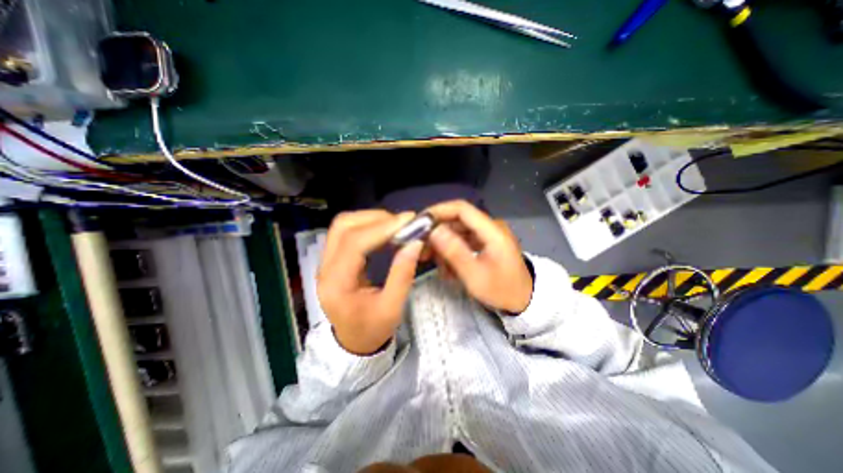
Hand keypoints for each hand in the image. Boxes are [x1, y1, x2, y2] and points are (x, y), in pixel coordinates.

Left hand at [315, 211, 420, 353]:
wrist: (353, 342)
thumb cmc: (372, 330)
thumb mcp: (392, 308)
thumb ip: (402, 274)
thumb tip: (415, 243)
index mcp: (337, 284)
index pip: (355, 244)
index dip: (382, 228)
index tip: (409, 221)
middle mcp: (325, 268)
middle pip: (343, 227)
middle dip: (376, 219)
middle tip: (403, 223)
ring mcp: (326, 261)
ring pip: (343, 225)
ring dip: (371, 219)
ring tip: (395, 225)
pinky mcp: (333, 258)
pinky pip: (347, 232)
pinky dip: (367, 226)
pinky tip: (384, 231)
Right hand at [428, 199, 531, 313]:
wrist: (524, 300)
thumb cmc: (502, 290)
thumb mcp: (475, 275)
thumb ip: (454, 252)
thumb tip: (434, 230)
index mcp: (493, 230)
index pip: (462, 209)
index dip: (439, 211)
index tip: (420, 222)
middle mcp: (490, 227)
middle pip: (457, 220)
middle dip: (437, 232)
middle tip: (421, 248)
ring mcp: (488, 234)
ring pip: (458, 230)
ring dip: (443, 244)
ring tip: (434, 262)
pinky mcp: (485, 241)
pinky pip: (463, 239)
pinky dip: (452, 250)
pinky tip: (446, 265)